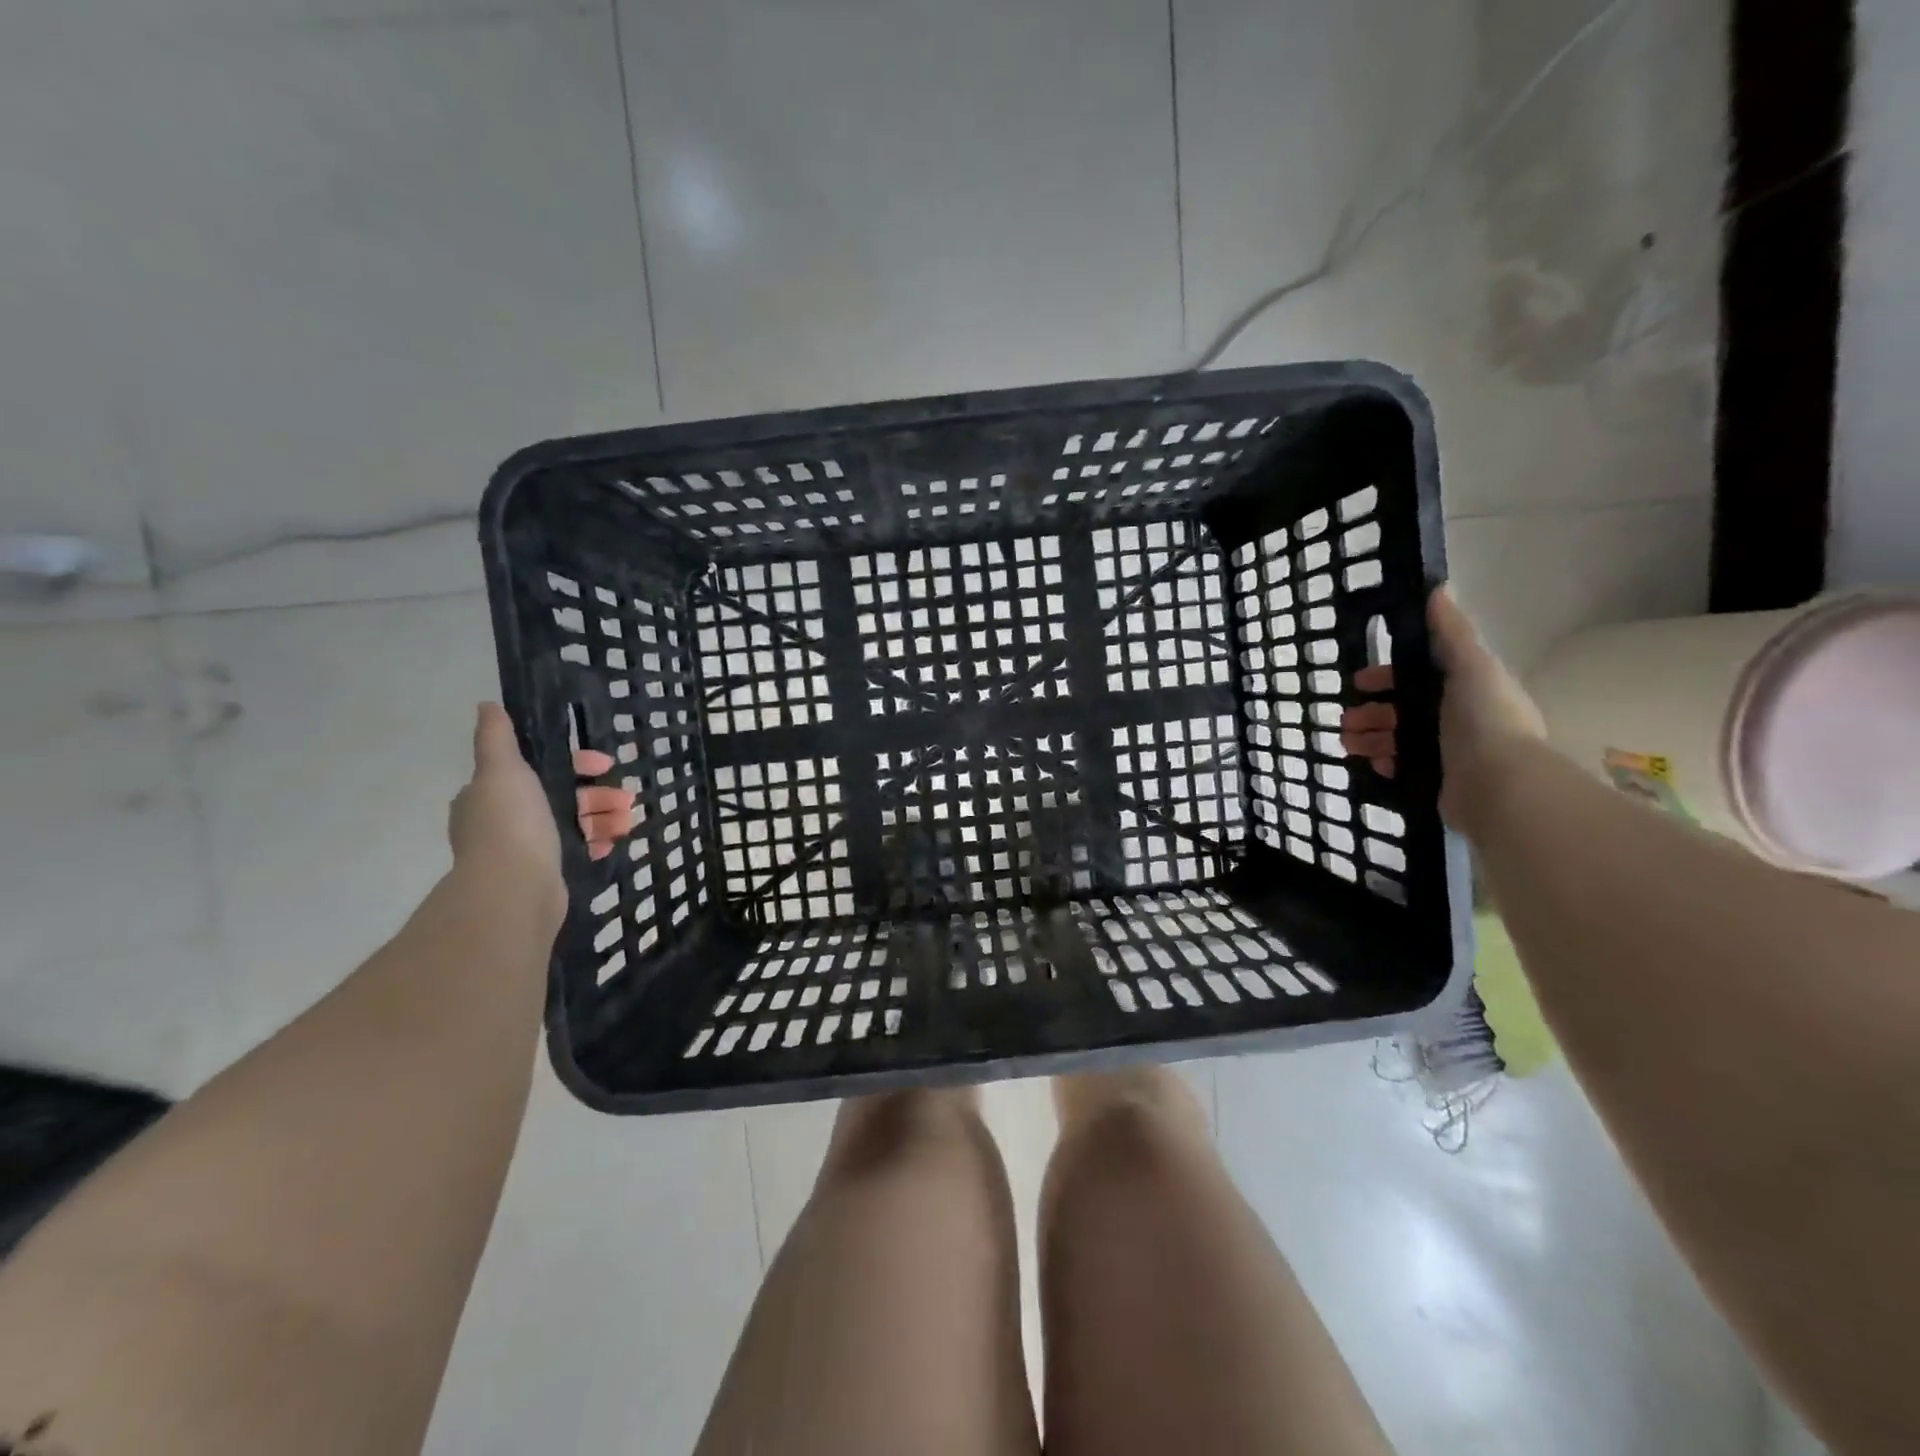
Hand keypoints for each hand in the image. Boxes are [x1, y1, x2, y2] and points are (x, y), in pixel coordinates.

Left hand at [449, 704, 638, 916]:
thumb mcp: (503, 770)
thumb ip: (497, 738)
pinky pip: (577, 851)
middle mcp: (505, 821)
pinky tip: (614, 841)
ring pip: (573, 824)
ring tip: (630, 820)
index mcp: (493, 794)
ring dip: (604, 818)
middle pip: (561, 797)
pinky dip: (597, 843)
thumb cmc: (511, 823)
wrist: (514, 889)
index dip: (576, 763)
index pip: (539, 769)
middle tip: (627, 797)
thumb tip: (488, 705)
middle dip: (598, 793)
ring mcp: (526, 850)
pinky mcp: (546, 874)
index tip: (604, 765)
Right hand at [1339, 588, 1545, 826]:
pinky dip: (1383, 763)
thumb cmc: (1485, 720)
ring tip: (1347, 744)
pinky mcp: (1436, 781)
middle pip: (1401, 709)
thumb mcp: (1471, 666)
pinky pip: (1399, 768)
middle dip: (1369, 712)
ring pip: (1395, 739)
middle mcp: (1457, 719)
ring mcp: (1447, 753)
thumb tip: (1439, 587)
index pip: (1417, 677)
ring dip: (1368, 738)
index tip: (1358, 683)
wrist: (1500, 787)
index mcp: (1465, 689)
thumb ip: (1452, 631)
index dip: (1385, 677)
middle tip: (1345, 720)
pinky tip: (1372, 764)